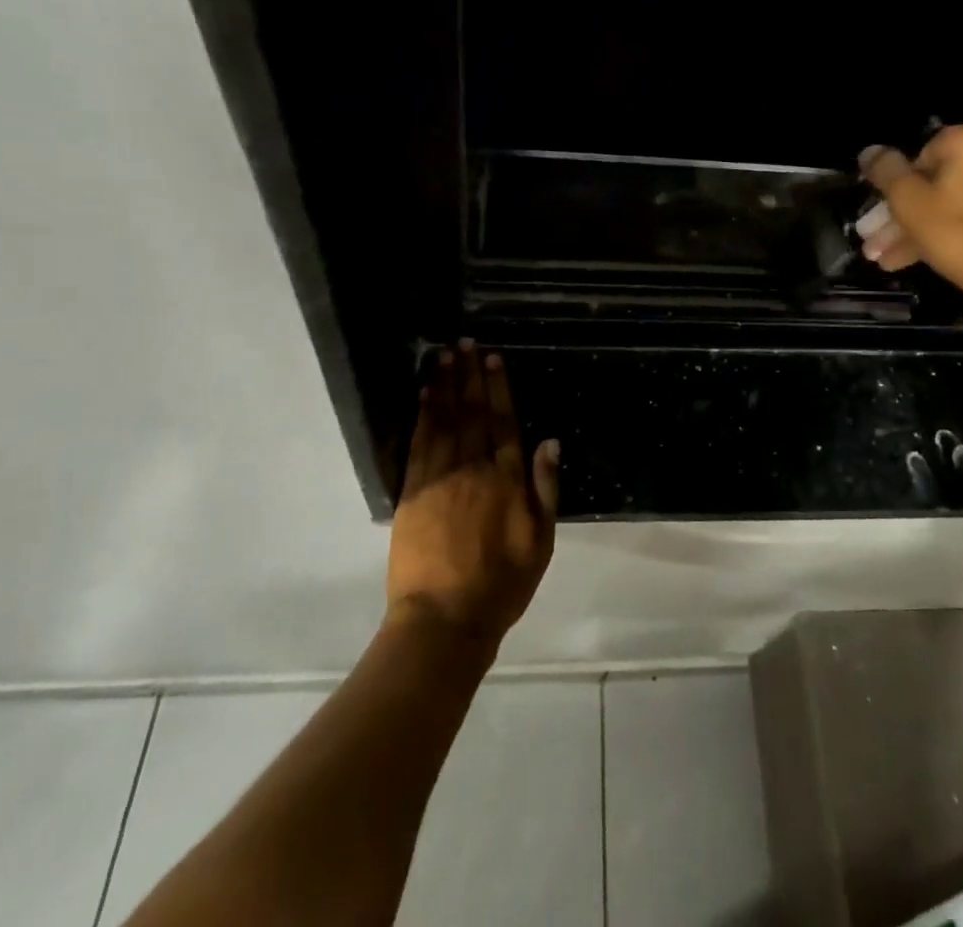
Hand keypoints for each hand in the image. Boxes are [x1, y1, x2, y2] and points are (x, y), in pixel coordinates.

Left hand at [386, 342, 559, 646]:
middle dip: (469, 375)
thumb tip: (550, 441)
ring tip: (444, 356)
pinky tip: (424, 394)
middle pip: (473, 413)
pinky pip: (419, 444)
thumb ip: (545, 488)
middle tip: (465, 342)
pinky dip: (423, 416)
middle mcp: (474, 469)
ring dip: (445, 385)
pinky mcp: (413, 492)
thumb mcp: (541, 541)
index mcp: (507, 479)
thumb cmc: (502, 584)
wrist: (445, 619)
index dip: (497, 387)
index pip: (503, 421)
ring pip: (445, 421)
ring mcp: (440, 478)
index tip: (492, 358)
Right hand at [858, 125, 962, 293]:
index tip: (876, 214)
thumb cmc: (958, 231)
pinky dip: (941, 233)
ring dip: (912, 230)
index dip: (890, 187)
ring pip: (945, 204)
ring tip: (881, 259)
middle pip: (929, 183)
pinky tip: (909, 261)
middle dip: (896, 216)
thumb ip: (885, 172)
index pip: (914, 156)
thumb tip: (869, 151)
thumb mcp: (909, 201)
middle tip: (872, 241)